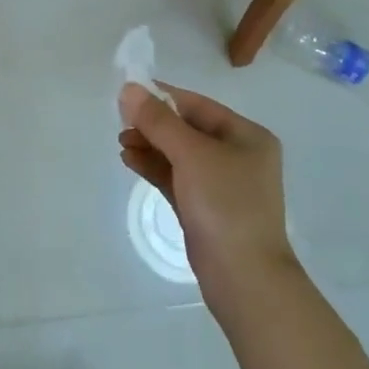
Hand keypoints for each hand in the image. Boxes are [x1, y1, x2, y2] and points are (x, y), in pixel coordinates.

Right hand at [118, 82, 294, 292]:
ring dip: (150, 145)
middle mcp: (238, 156)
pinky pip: (176, 178)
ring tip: (122, 142)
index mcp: (247, 136)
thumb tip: (129, 89)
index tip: (128, 94)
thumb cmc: (225, 204)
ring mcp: (222, 185)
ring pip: (179, 155)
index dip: (163, 97)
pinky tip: (130, 160)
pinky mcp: (205, 209)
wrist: (244, 278)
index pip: (198, 106)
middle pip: (187, 129)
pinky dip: (154, 167)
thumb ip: (158, 121)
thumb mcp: (191, 154)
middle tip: (121, 122)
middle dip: (153, 124)